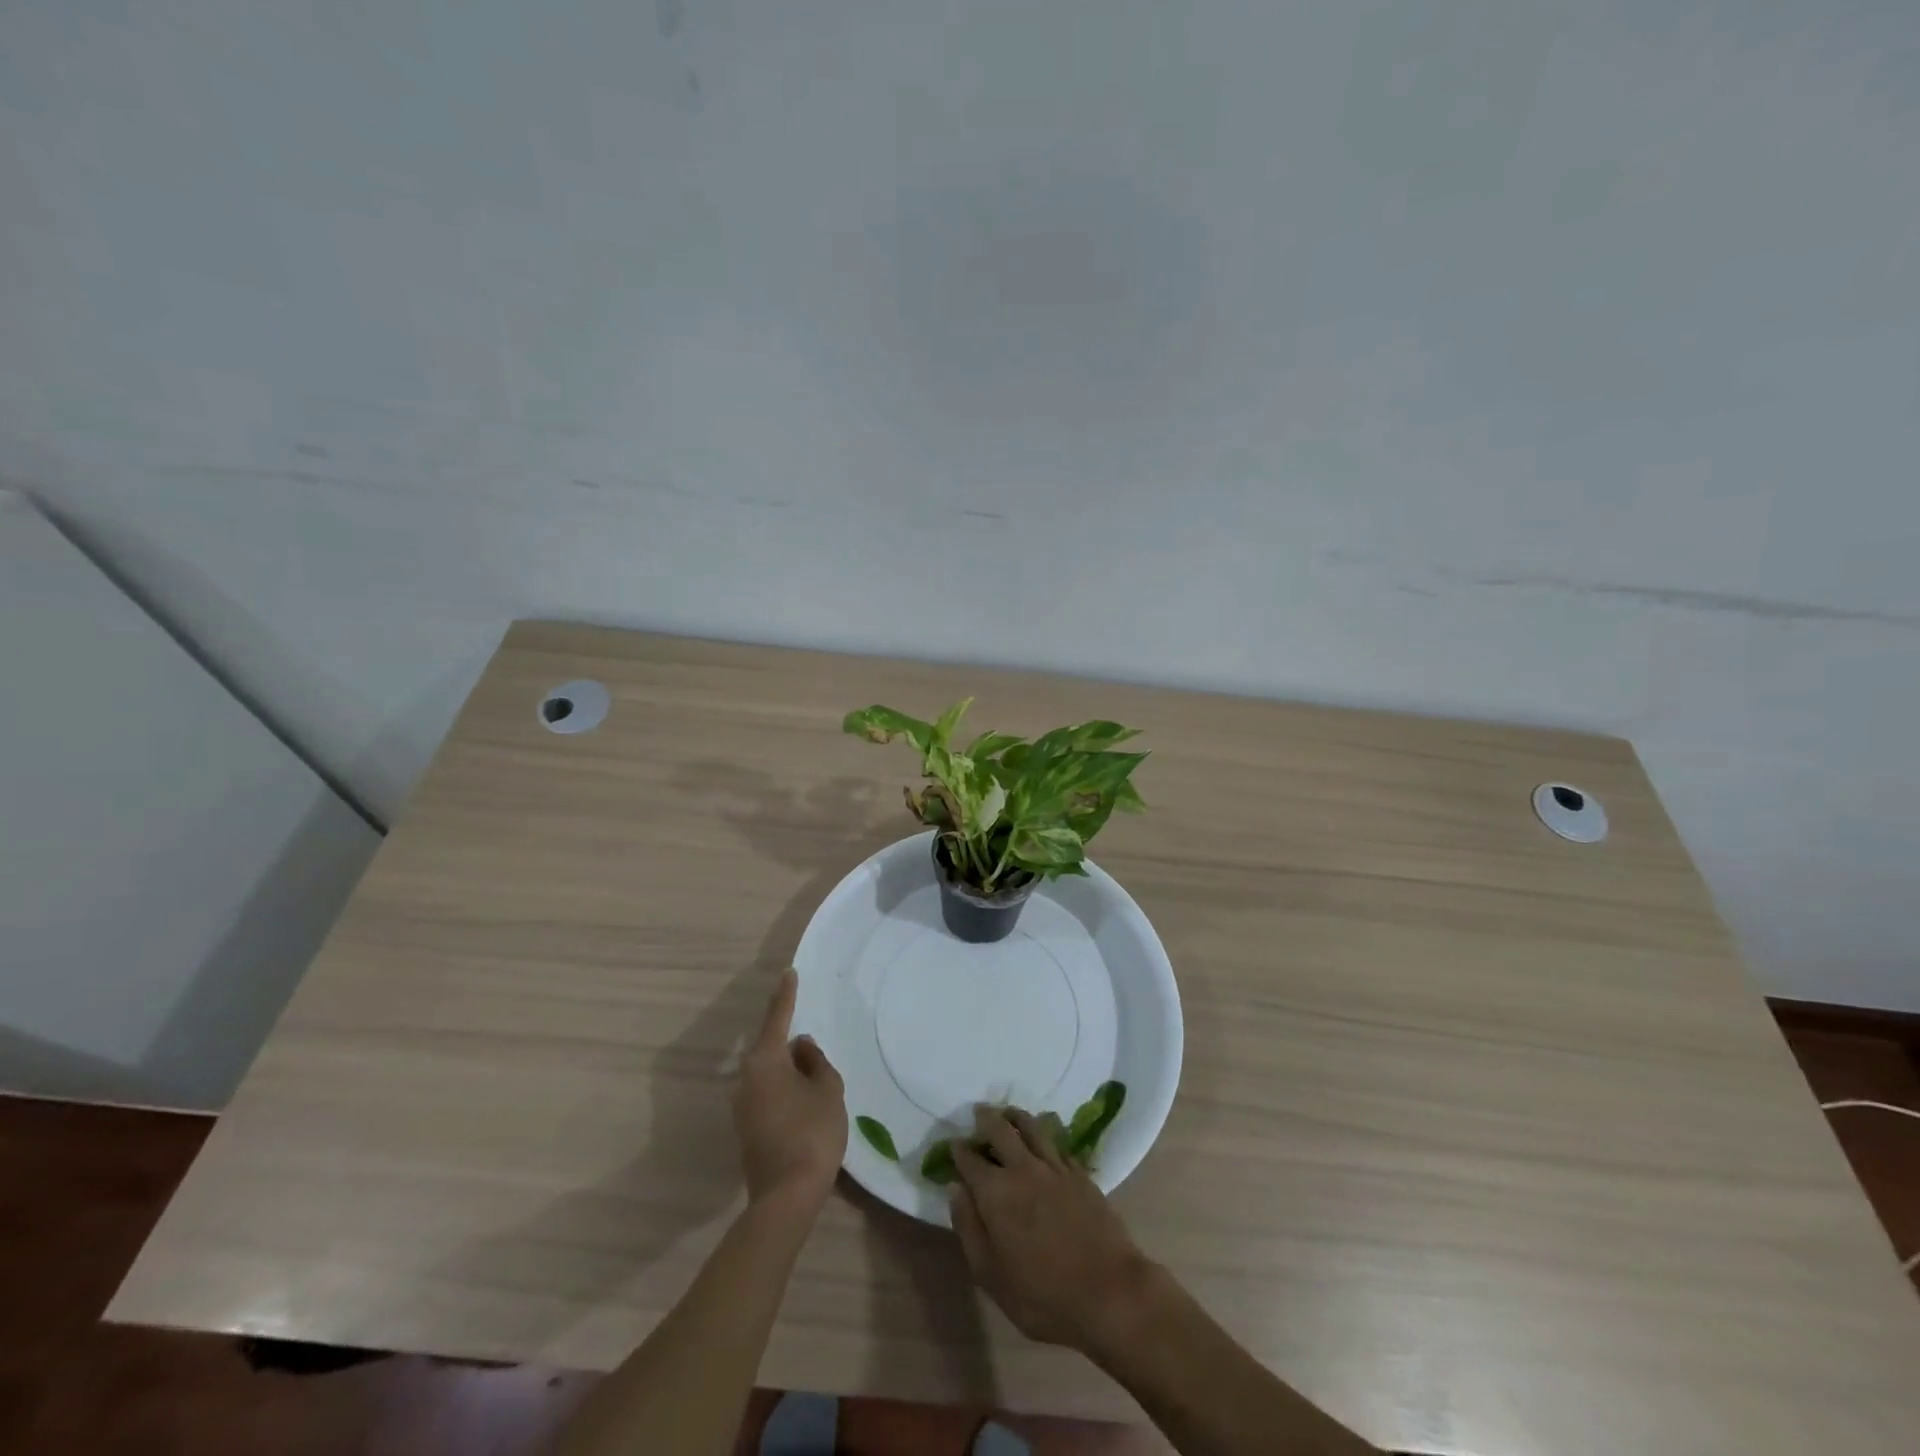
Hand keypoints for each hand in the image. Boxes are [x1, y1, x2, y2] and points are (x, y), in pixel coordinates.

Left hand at [731, 968, 846, 1212]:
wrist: (786, 1196)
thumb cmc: (812, 1132)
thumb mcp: (827, 1089)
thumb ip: (816, 1062)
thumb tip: (802, 1047)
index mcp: (765, 1060)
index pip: (777, 1017)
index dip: (786, 995)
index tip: (788, 973)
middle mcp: (746, 1078)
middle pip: (771, 1048)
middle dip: (791, 1043)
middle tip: (814, 1045)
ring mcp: (742, 1105)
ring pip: (770, 1073)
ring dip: (790, 1071)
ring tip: (816, 1078)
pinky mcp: (747, 1128)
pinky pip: (768, 1094)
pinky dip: (786, 1090)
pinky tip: (805, 1103)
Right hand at [949, 1106, 1157, 1354]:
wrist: (1108, 1291)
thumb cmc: (1042, 1295)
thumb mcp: (990, 1275)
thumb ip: (969, 1228)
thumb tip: (955, 1189)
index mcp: (995, 1192)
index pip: (970, 1160)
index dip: (958, 1150)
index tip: (953, 1145)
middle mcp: (1022, 1169)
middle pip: (1000, 1130)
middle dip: (985, 1119)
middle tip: (979, 1113)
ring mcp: (1054, 1167)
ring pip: (1031, 1127)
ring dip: (1015, 1116)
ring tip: (1008, 1113)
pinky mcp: (1079, 1173)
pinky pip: (1057, 1142)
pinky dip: (1045, 1132)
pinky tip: (1043, 1135)